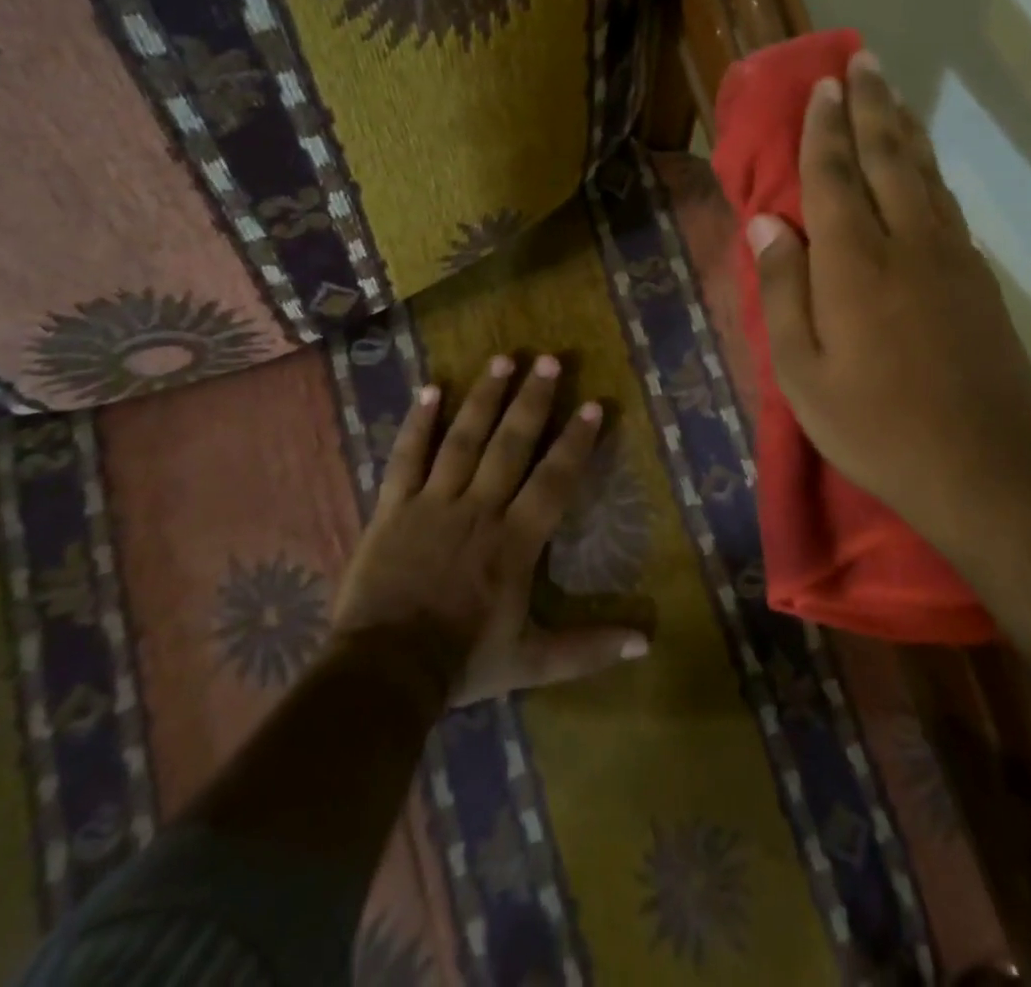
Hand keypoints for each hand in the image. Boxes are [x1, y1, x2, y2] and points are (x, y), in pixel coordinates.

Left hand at [332, 354, 649, 706]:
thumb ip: (588, 649)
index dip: (575, 442)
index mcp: (515, 541)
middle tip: (548, 360)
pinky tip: (431, 388)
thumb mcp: (533, 662)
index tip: (593, 404)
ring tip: (502, 359)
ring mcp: (433, 502)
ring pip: (463, 439)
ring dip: (484, 397)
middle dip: (532, 401)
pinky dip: (418, 422)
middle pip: (510, 445)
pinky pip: (406, 456)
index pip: (554, 480)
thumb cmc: (462, 662)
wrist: (384, 672)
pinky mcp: (393, 507)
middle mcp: (479, 509)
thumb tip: (645, 643)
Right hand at [748, 49, 1030, 551]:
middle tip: (863, 61)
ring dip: (905, 126)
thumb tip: (767, 223)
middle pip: (886, 157)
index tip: (823, 86)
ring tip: (892, 92)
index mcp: (854, 263)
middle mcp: (906, 242)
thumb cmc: (873, 424)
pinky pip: (947, 203)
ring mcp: (951, 256)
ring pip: (924, 173)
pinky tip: (923, 162)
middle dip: (871, 105)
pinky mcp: (978, 277)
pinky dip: (930, 170)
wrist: (981, 465)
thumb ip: (783, 290)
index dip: (825, 129)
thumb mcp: (801, 371)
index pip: (834, 177)